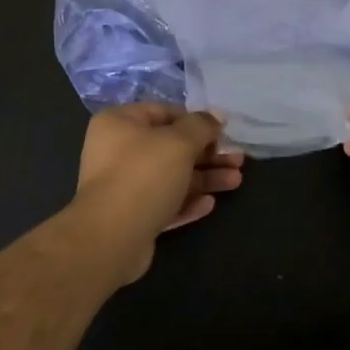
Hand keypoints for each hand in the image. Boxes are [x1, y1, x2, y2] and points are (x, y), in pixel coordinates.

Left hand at [74, 103, 243, 283]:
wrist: (111, 237)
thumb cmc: (144, 175)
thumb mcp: (179, 142)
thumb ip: (201, 126)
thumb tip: (216, 116)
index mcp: (119, 123)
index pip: (164, 112)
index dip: (196, 120)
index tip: (223, 131)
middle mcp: (117, 151)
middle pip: (171, 147)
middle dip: (207, 154)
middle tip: (237, 159)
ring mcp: (123, 186)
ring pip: (171, 177)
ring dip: (204, 178)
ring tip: (236, 181)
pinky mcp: (132, 217)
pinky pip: (164, 203)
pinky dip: (187, 201)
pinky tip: (210, 204)